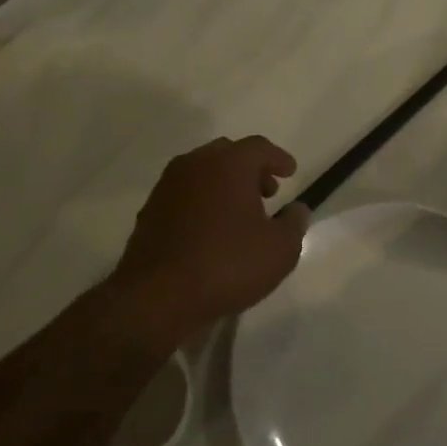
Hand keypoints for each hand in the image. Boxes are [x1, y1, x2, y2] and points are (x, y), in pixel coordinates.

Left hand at [107, 136, 310, 350]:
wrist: (156, 298)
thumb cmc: (227, 265)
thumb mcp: (280, 249)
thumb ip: (294, 223)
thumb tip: (297, 209)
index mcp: (229, 164)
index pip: (260, 147)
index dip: (279, 158)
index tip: (291, 172)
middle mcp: (196, 165)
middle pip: (228, 154)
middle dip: (250, 168)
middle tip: (267, 192)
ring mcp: (167, 187)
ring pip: (203, 173)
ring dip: (224, 185)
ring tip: (240, 214)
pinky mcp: (150, 212)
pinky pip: (184, 195)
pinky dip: (202, 202)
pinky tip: (212, 230)